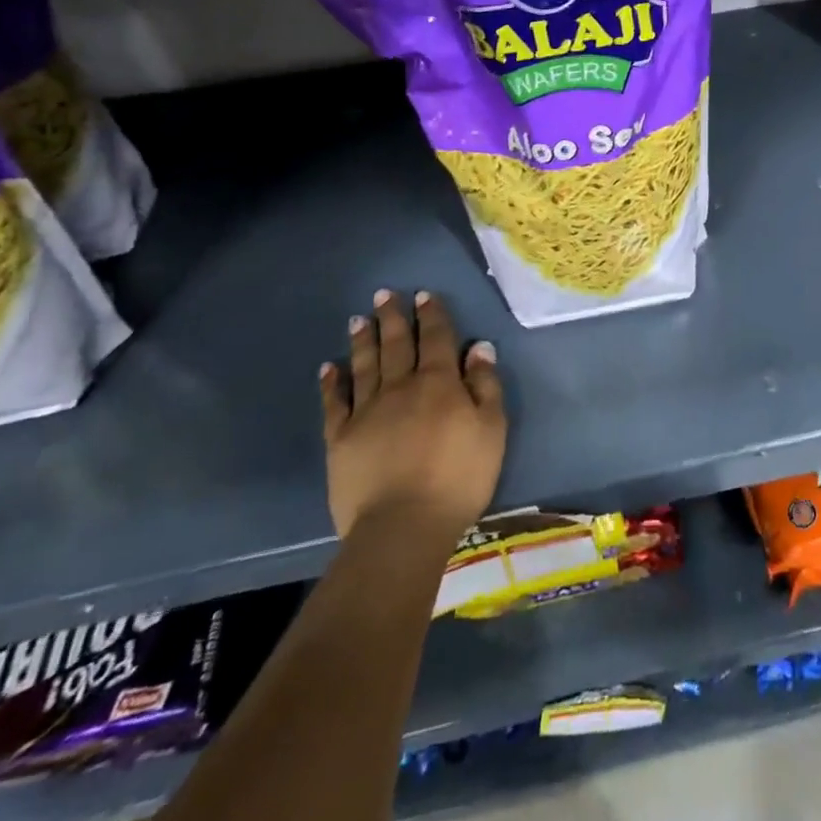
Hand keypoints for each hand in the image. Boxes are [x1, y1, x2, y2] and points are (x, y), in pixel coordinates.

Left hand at [318, 289, 506, 543]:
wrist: (403, 525)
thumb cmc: (459, 477)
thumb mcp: (491, 429)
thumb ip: (485, 385)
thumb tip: (479, 347)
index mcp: (439, 383)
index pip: (436, 339)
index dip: (432, 315)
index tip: (424, 295)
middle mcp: (401, 387)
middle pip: (397, 344)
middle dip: (393, 317)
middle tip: (385, 294)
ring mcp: (366, 412)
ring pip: (365, 366)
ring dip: (363, 340)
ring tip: (359, 319)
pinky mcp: (341, 438)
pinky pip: (335, 403)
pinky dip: (332, 383)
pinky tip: (329, 368)